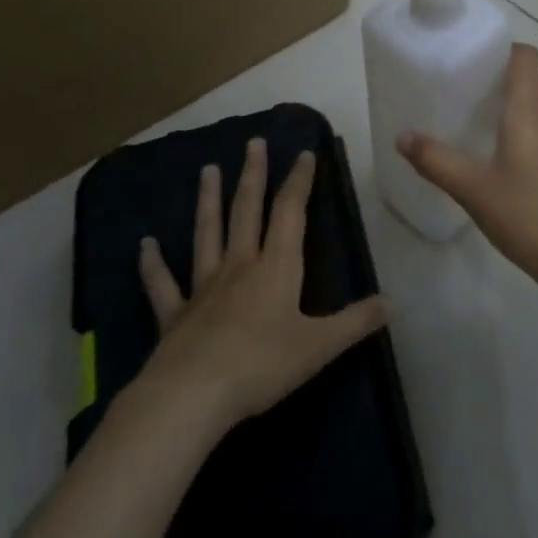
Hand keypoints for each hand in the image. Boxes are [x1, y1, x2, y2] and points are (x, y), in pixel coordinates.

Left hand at [138, 138, 389, 430]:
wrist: (194, 395)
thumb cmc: (262, 365)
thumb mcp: (320, 346)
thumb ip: (356, 322)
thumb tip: (393, 302)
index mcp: (275, 267)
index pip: (290, 212)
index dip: (299, 181)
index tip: (304, 153)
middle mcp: (239, 265)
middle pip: (247, 210)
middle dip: (253, 175)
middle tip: (253, 143)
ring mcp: (203, 287)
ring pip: (206, 233)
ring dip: (208, 201)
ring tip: (207, 169)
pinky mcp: (175, 315)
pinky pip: (162, 284)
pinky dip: (152, 264)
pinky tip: (144, 245)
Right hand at [397, 43, 537, 295]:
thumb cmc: (526, 215)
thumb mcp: (472, 188)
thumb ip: (436, 161)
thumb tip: (402, 136)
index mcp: (529, 113)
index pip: (526, 58)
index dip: (502, 48)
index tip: (471, 54)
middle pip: (524, 83)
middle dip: (490, 80)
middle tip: (453, 88)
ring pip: (527, 112)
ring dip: (499, 110)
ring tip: (462, 121)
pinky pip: (531, 136)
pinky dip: (509, 134)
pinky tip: (485, 159)